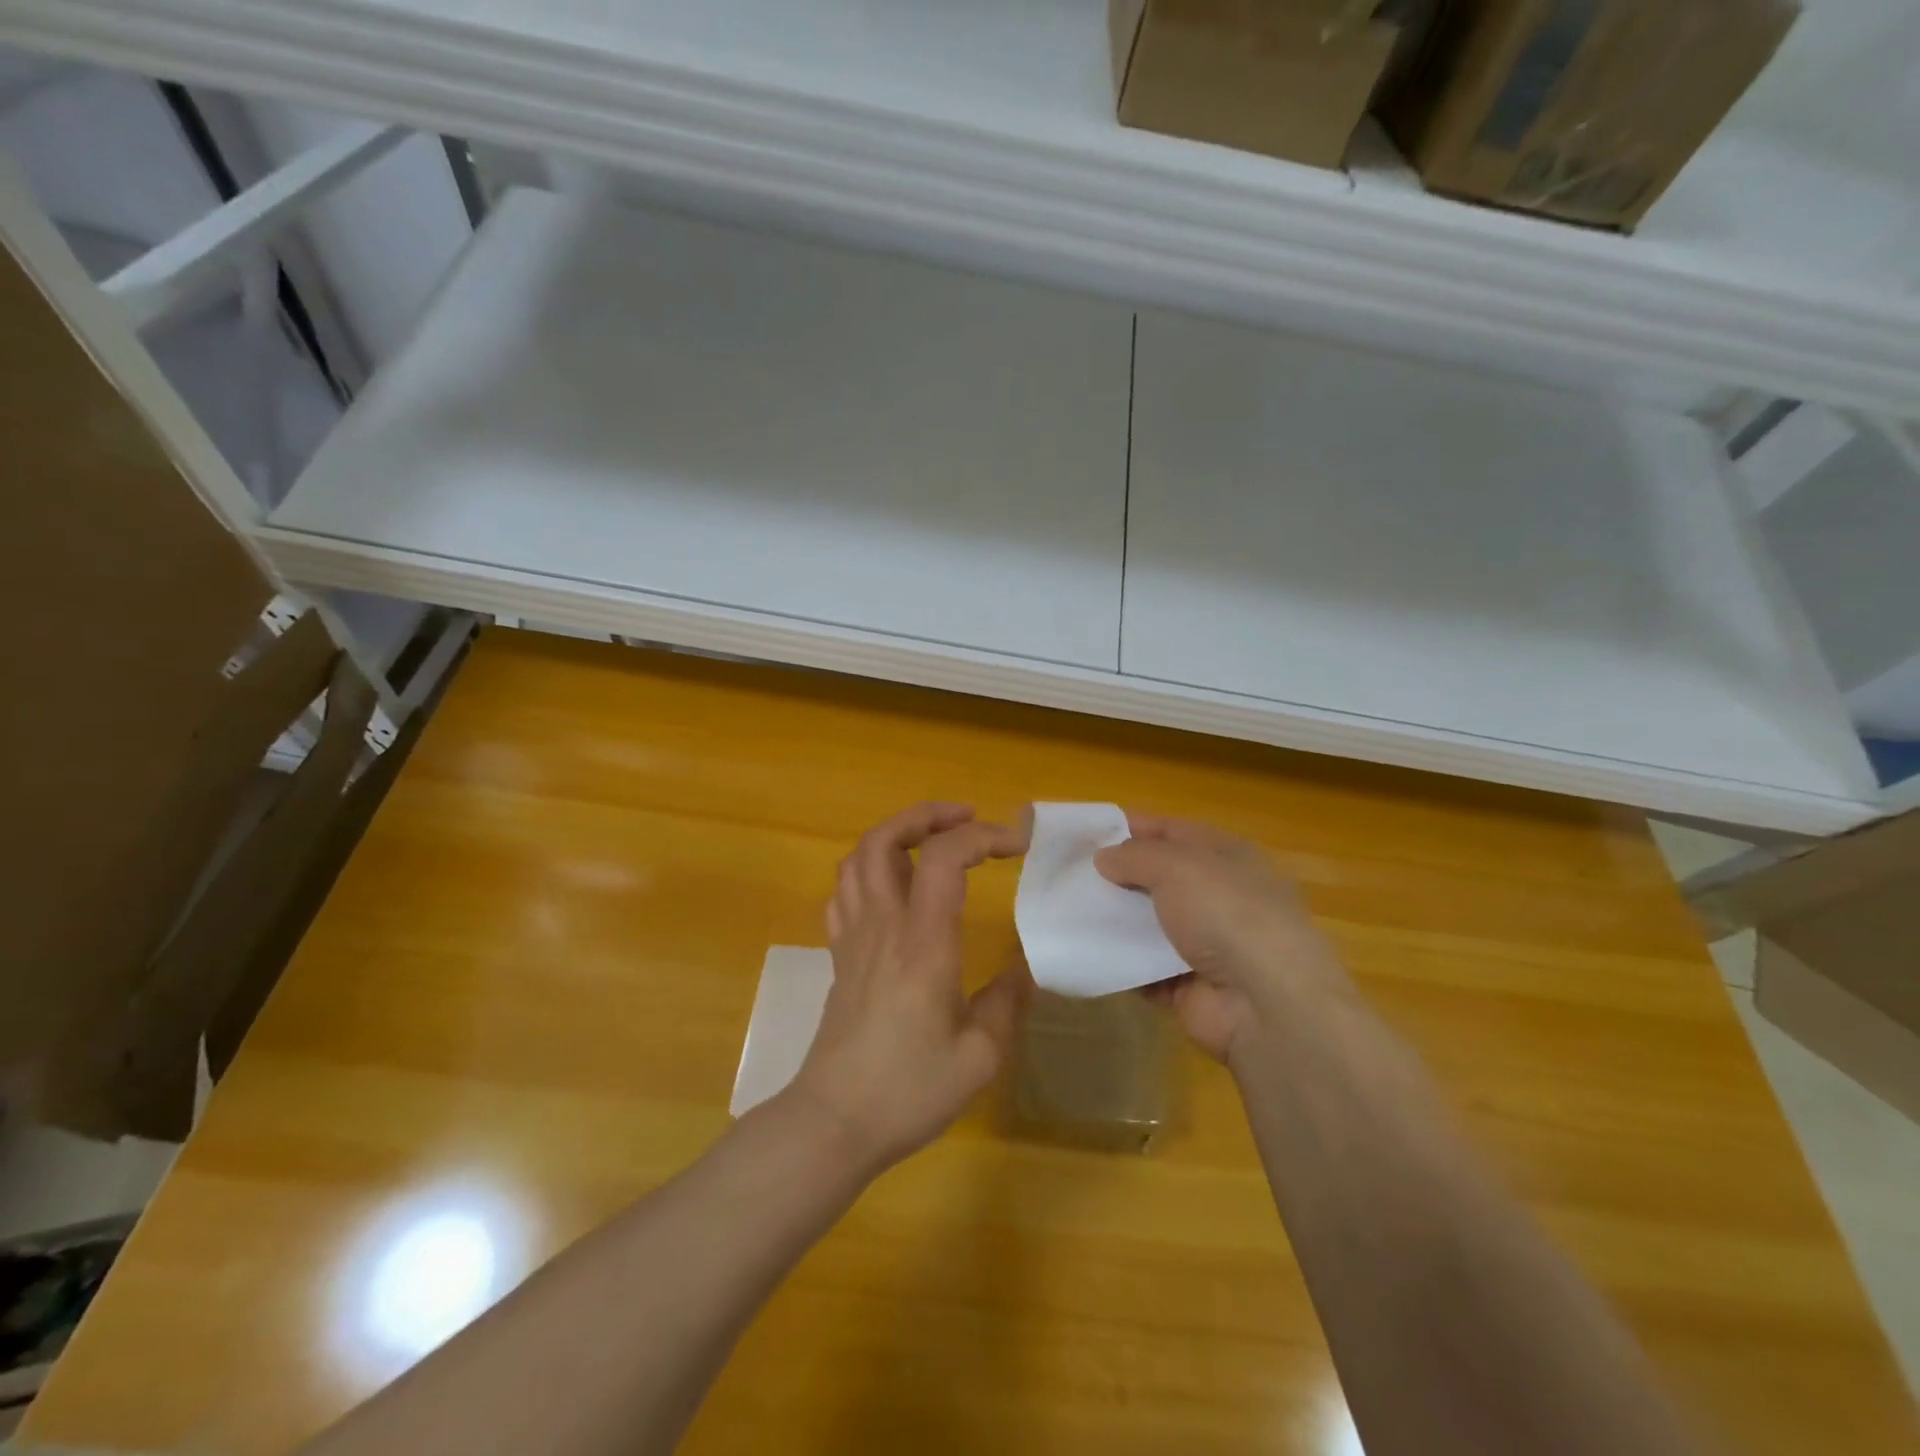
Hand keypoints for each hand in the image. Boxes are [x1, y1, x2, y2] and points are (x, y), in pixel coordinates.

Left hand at [785, 803, 1031, 1173]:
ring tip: (932, 841)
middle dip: (927, 815)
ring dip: (895, 834)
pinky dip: (868, 870)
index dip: (982, 836)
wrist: (834, 1122)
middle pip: (885, 839)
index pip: (945, 858)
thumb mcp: (979, 1056)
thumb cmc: (908, 1090)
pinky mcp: (839, 955)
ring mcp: (853, 937)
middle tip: (966, 819)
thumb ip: (1007, 1002)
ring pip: (857, 858)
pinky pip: (844, 892)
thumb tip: (1027, 967)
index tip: (1017, 844)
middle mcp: (883, 925)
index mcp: (922, 942)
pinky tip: (892, 886)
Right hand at [1095, 814, 1347, 1064]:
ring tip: (1069, 911)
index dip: (1133, 827)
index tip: (1088, 831)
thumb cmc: (1226, 914)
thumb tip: (1104, 858)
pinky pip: (1145, 968)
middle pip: (1159, 878)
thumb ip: (1134, 856)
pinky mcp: (1190, 986)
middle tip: (1070, 873)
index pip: (1173, 831)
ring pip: (1150, 924)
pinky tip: (1087, 952)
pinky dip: (1121, 963)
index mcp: (1227, 857)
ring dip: (1115, 920)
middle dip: (1118, 875)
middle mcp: (1220, 896)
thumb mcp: (1176, 866)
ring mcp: (1207, 944)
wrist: (1265, 1004)